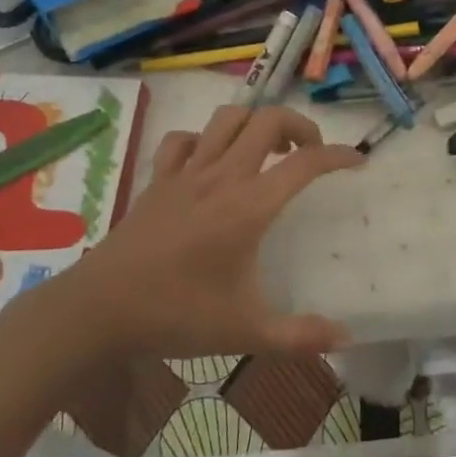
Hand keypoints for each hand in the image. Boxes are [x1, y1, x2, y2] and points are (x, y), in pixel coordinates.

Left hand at [56, 105, 362, 357]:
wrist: (98, 309)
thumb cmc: (176, 315)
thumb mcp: (245, 332)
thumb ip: (300, 337)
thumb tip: (346, 338)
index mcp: (249, 207)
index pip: (304, 163)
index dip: (337, 155)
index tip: (357, 161)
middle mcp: (222, 177)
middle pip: (267, 120)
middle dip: (299, 126)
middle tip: (310, 153)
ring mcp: (186, 173)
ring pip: (227, 118)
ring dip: (255, 123)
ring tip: (268, 149)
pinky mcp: (158, 180)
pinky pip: (185, 140)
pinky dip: (205, 140)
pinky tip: (211, 161)